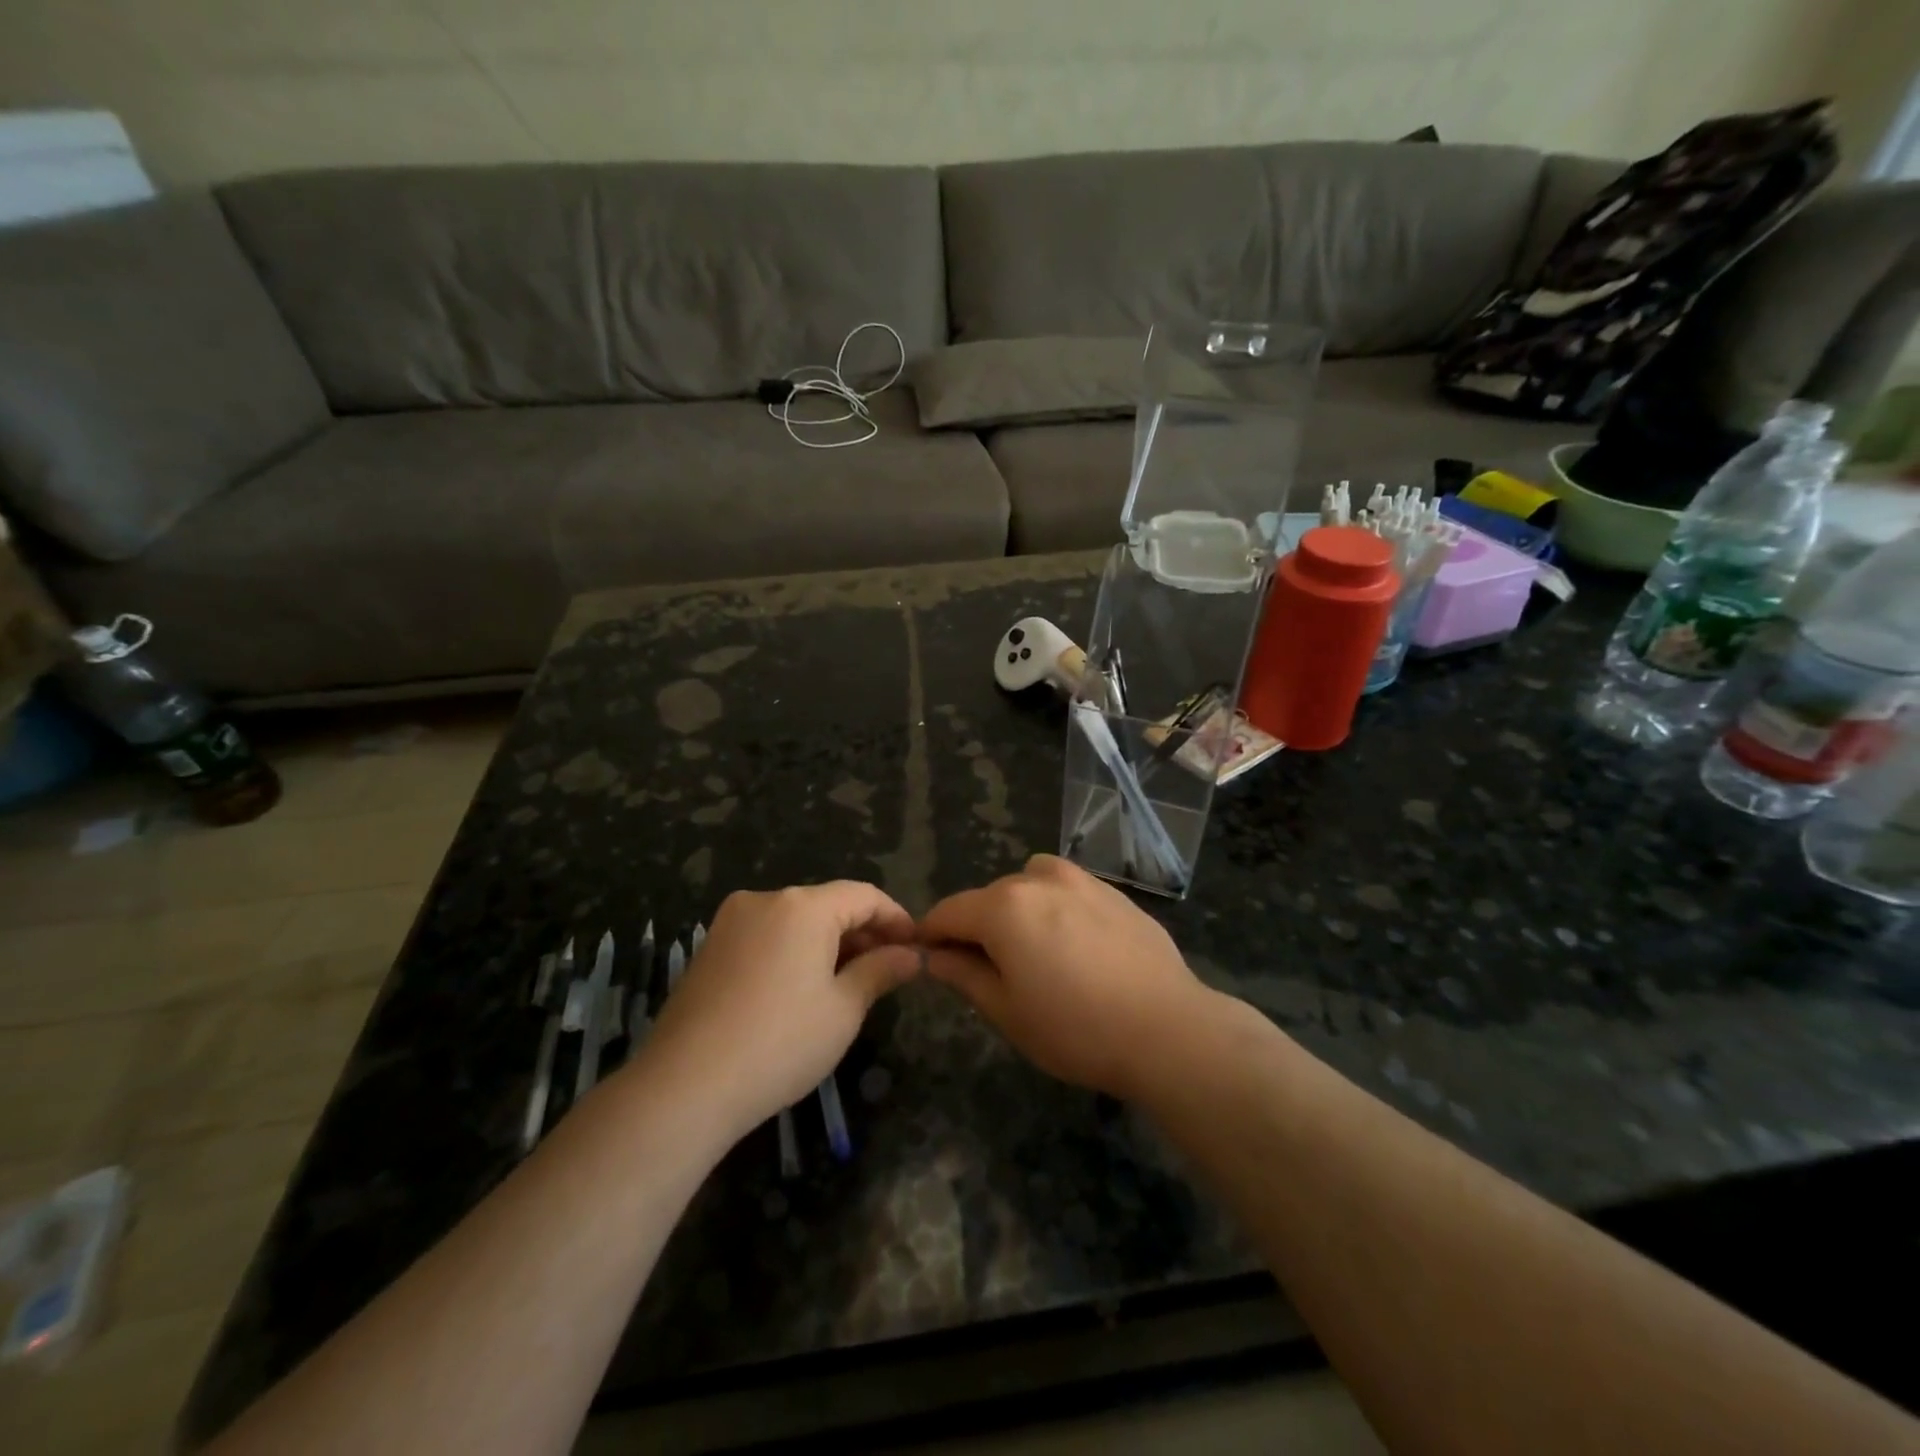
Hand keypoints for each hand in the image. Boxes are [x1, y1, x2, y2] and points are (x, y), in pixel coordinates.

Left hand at [639, 882, 920, 1136]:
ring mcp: (731, 922)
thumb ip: (881, 971)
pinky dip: (794, 951)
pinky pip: (766, 936)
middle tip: (889, 969)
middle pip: (828, 904)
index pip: (864, 895)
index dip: (896, 918)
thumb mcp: (843, 1009)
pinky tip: (804, 988)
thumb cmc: (780, 1043)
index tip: (917, 946)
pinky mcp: (709, 948)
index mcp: (803, 906)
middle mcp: (765, 900)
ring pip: (796, 920)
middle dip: (863, 932)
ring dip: (829, 942)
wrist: (684, 1087)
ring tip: (850, 981)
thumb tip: (911, 954)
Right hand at [920, 855, 1214, 1099]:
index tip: (927, 956)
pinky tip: (1078, 950)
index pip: (949, 911)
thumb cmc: (1076, 1028)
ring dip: (1019, 911)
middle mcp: (1039, 879)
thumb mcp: (1007, 1011)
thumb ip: (964, 974)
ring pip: (1030, 886)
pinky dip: (1057, 910)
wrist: (1168, 1029)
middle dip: (977, 927)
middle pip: (989, 898)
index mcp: (1004, 907)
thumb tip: (935, 954)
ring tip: (1037, 954)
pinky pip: (1068, 891)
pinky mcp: (1114, 892)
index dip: (931, 934)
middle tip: (987, 971)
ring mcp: (1081, 880)